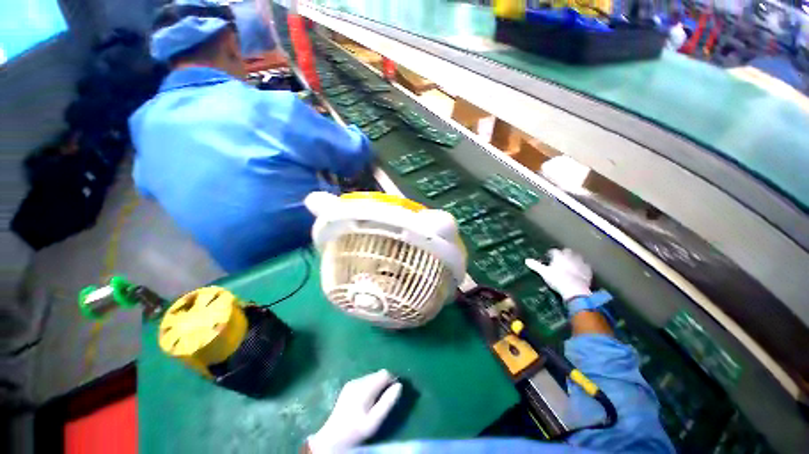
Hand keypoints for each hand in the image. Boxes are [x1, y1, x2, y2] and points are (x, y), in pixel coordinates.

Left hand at [307, 370, 402, 453]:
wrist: (332, 439)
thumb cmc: (356, 431)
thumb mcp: (375, 421)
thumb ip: (388, 402)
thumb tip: (399, 385)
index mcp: (365, 387)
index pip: (384, 373)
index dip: (392, 380)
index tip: (395, 393)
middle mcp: (358, 380)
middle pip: (378, 374)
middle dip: (385, 383)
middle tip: (386, 400)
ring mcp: (352, 382)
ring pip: (371, 377)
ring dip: (377, 385)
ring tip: (376, 402)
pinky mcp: (348, 386)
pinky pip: (365, 381)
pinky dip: (370, 387)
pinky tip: (367, 401)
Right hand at [525, 248, 592, 301]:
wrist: (575, 290)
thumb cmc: (557, 279)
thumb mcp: (544, 273)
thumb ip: (536, 265)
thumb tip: (526, 260)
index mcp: (559, 256)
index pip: (554, 251)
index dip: (550, 253)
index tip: (548, 257)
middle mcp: (570, 256)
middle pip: (567, 251)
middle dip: (563, 253)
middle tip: (559, 259)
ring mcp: (580, 263)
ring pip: (577, 257)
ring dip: (573, 259)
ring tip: (569, 264)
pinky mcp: (588, 270)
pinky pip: (585, 265)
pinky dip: (581, 267)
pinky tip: (579, 271)